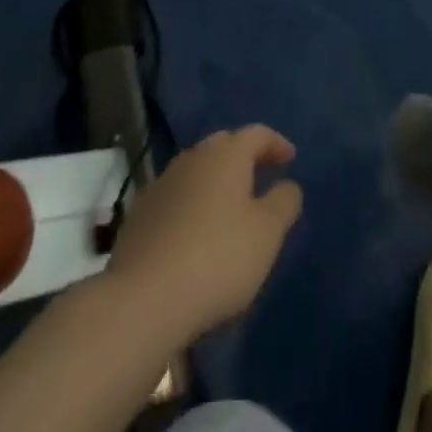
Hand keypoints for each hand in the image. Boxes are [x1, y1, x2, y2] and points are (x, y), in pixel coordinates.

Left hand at [105, 125, 303, 346]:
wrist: (144, 297)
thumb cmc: (218, 258)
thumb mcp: (267, 233)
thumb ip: (284, 203)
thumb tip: (288, 184)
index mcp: (226, 154)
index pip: (257, 134)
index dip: (276, 143)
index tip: (290, 158)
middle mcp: (193, 157)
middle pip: (224, 145)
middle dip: (244, 156)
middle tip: (261, 175)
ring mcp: (163, 183)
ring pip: (197, 169)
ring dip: (216, 179)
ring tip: (230, 204)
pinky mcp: (141, 212)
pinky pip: (177, 195)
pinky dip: (193, 202)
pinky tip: (196, 228)